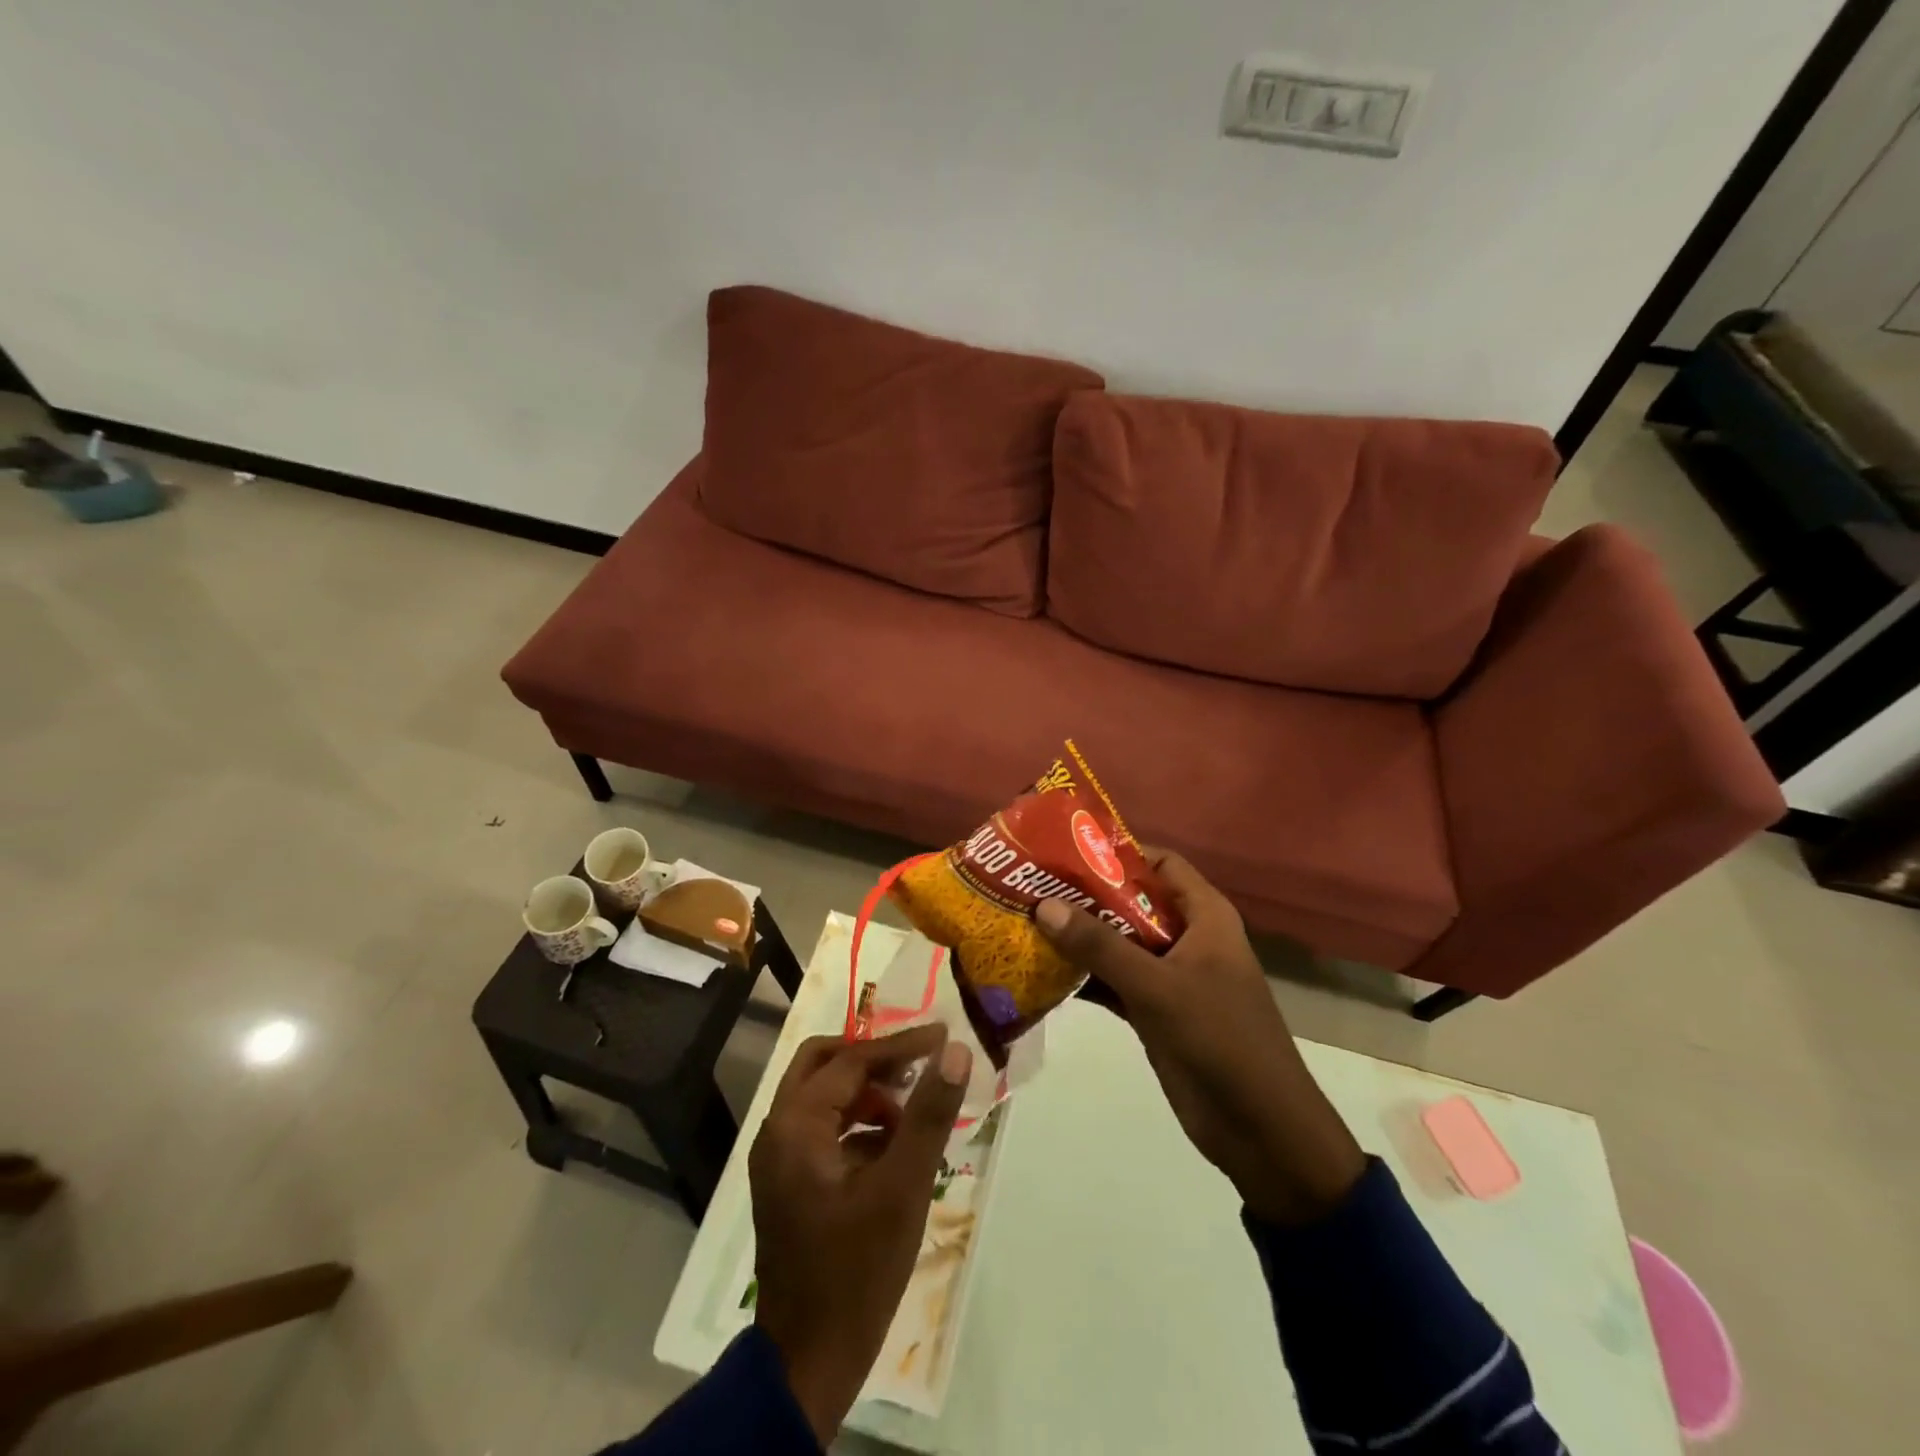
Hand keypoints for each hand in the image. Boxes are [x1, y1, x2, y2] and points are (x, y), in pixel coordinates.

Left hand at [749, 1025, 971, 1445]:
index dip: (900, 1045)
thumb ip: (928, 1114)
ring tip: (914, 1106)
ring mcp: (779, 1159)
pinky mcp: (789, 1183)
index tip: (942, 1035)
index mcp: (795, 1125)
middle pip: (824, 1064)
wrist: (808, 1363)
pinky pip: (824, 1129)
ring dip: (867, 1092)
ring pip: (823, 1097)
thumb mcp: (902, 1188)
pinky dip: (858, 1124)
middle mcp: (778, 1131)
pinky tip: (895, 1145)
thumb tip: (954, 1052)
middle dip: (873, 1059)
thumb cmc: (856, 1271)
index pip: (851, 1060)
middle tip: (919, 1062)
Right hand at [1034, 849, 1364, 1224]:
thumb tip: (1042, 905)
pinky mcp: (1156, 1012)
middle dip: (1086, 897)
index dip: (1117, 853)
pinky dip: (1085, 977)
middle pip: (1132, 902)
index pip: (1160, 864)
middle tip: (1032, 886)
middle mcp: (1188, 938)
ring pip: (1120, 944)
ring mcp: (1171, 977)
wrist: (1260, 1130)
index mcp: (1205, 916)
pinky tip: (1042, 973)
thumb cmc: (1219, 1039)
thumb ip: (1100, 945)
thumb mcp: (1157, 986)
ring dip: (1080, 938)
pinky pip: (1115, 982)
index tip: (1065, 851)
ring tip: (1026, 922)